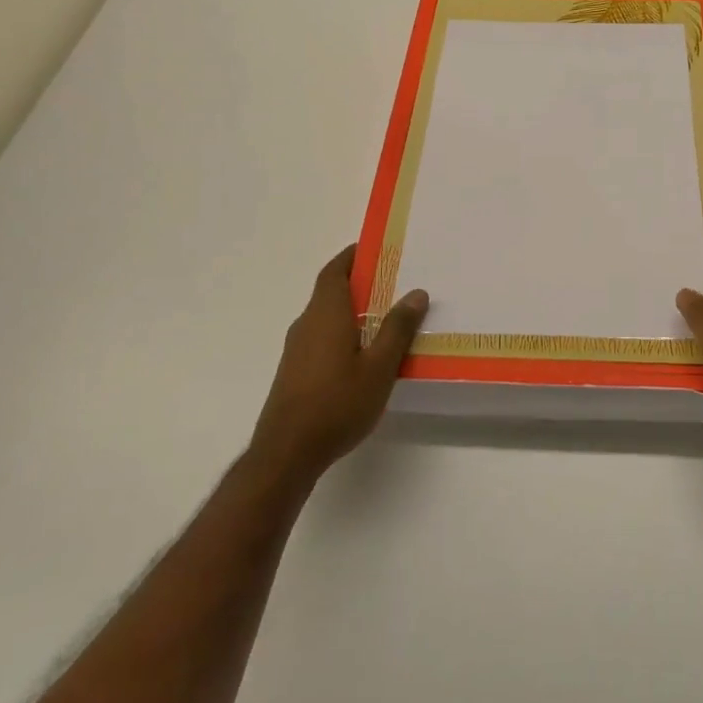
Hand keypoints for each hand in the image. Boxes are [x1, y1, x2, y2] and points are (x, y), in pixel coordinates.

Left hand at [249, 245, 427, 484]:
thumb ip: (397, 329)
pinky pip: (320, 337)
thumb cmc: (337, 404)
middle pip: (330, 291)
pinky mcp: (294, 372)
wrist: (286, 454)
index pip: (335, 271)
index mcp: (326, 314)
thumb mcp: (379, 367)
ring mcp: (296, 349)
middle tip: (391, 282)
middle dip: (358, 283)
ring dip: (350, 310)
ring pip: (325, 316)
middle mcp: (306, 324)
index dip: (351, 256)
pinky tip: (362, 354)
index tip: (373, 248)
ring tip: (383, 318)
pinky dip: (341, 331)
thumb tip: (416, 293)